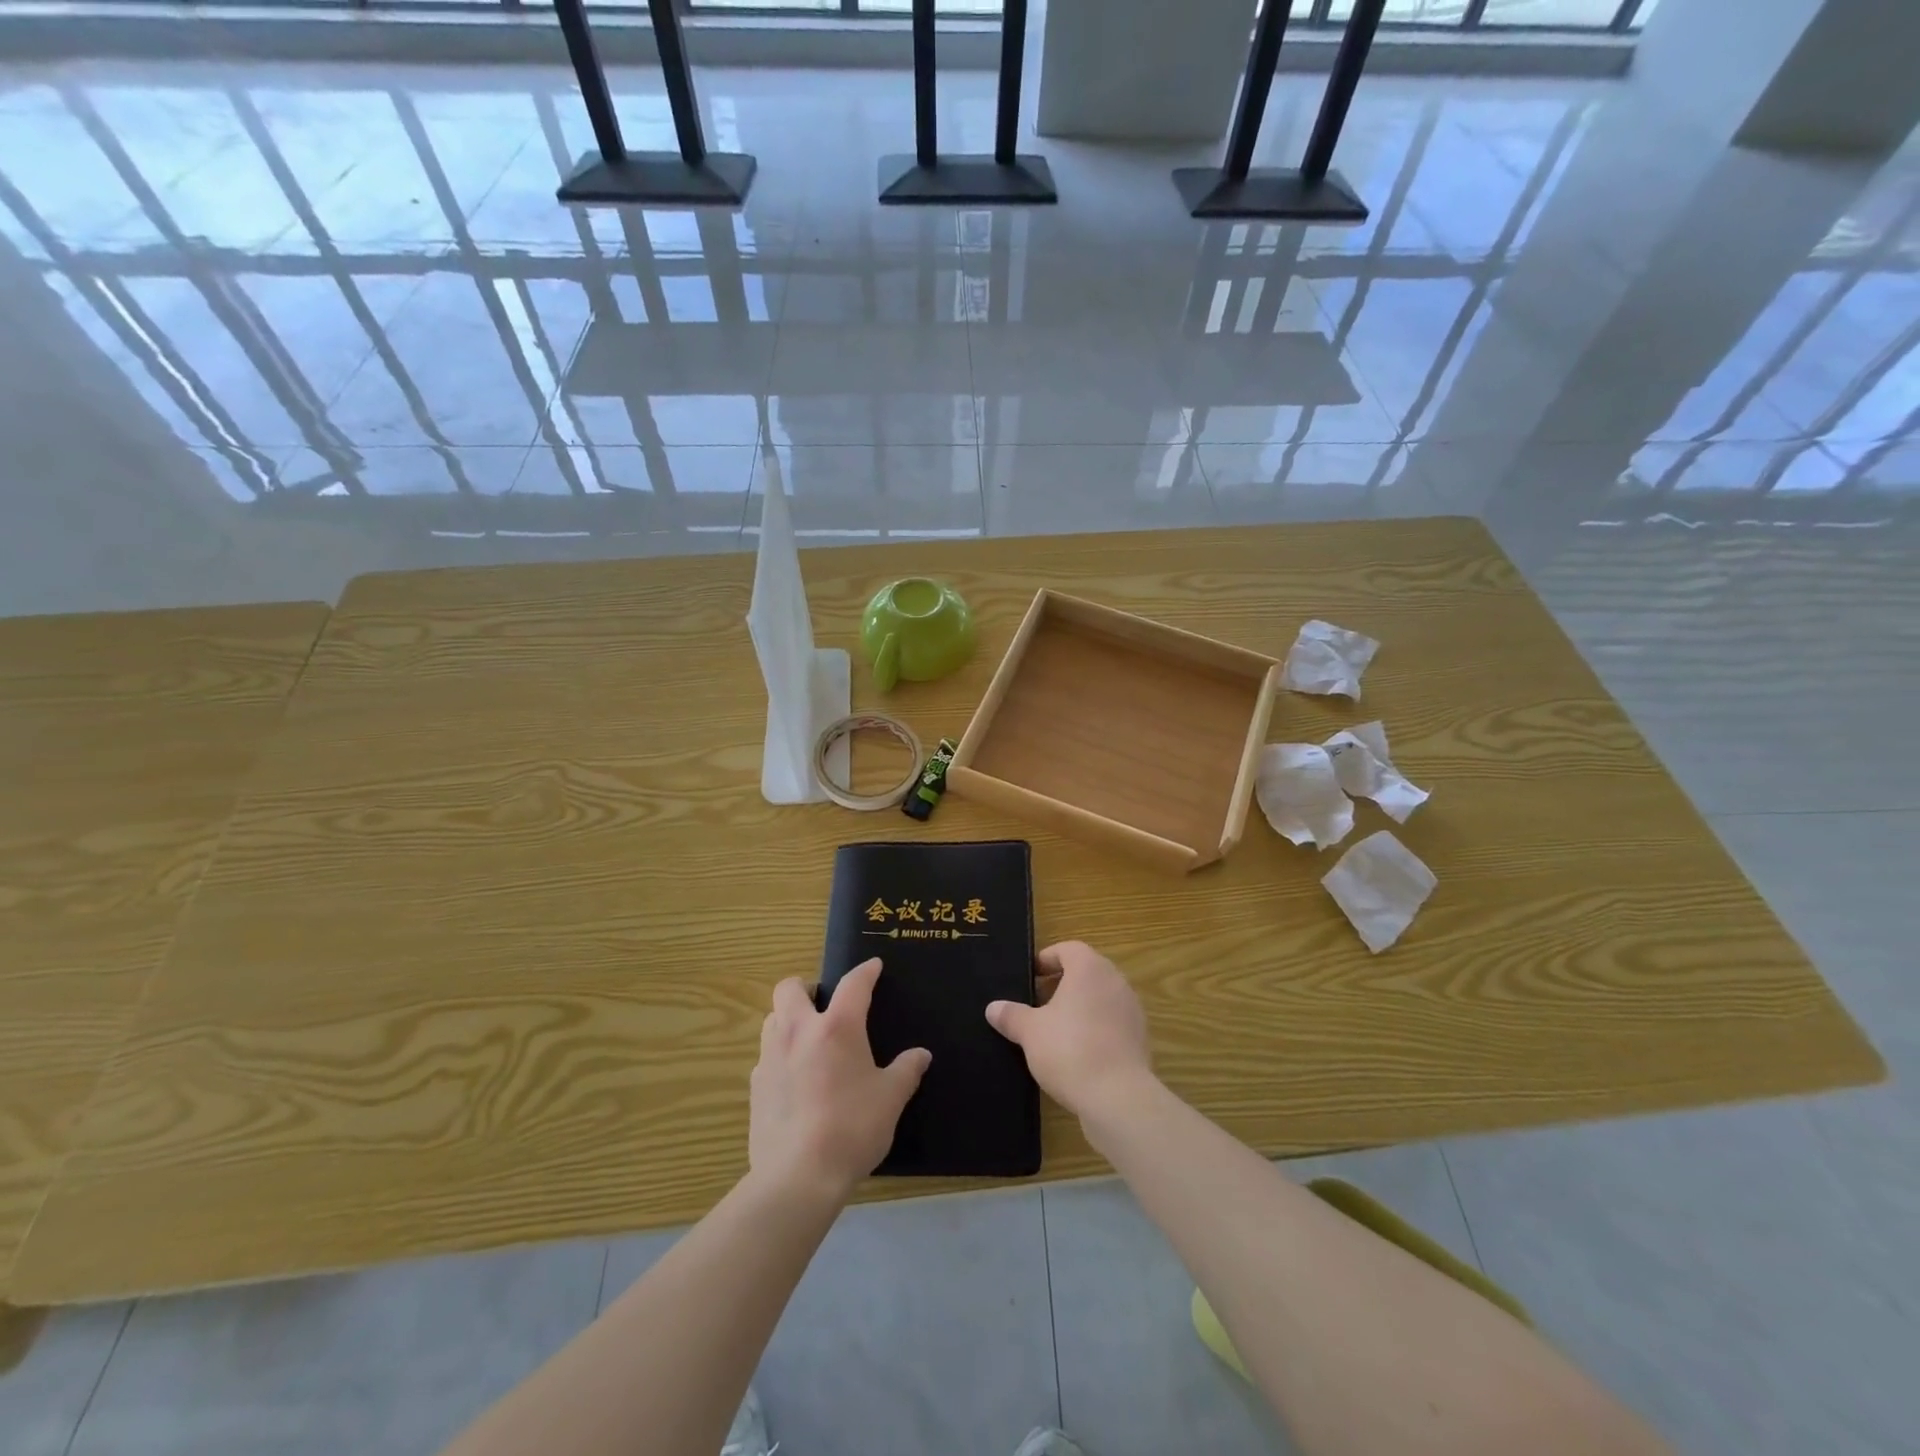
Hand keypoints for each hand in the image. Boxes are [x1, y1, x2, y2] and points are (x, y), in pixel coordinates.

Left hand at [749, 958, 930, 1203]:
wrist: (798, 1177)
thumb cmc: (852, 1128)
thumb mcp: (890, 1099)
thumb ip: (906, 1071)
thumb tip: (921, 1055)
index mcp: (837, 1027)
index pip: (853, 984)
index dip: (865, 972)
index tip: (874, 966)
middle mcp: (798, 1031)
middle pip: (790, 988)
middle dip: (806, 987)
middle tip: (824, 1003)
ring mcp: (771, 1057)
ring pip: (772, 1018)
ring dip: (788, 1019)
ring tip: (808, 1039)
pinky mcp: (755, 1086)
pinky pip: (766, 1056)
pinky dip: (780, 1056)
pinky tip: (795, 1080)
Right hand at [985, 941, 1153, 1118]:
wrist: (1118, 1098)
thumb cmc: (1069, 1050)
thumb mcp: (1030, 1032)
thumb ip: (1011, 1015)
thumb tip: (993, 1008)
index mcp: (1089, 969)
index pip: (1068, 949)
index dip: (1047, 959)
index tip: (1030, 977)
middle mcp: (1115, 981)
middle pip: (1086, 972)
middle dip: (1061, 984)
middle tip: (1037, 1003)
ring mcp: (1131, 1010)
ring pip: (1100, 998)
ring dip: (1079, 1007)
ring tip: (1054, 1030)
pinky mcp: (1139, 1038)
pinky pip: (1112, 1023)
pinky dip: (1095, 1029)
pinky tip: (1076, 1053)